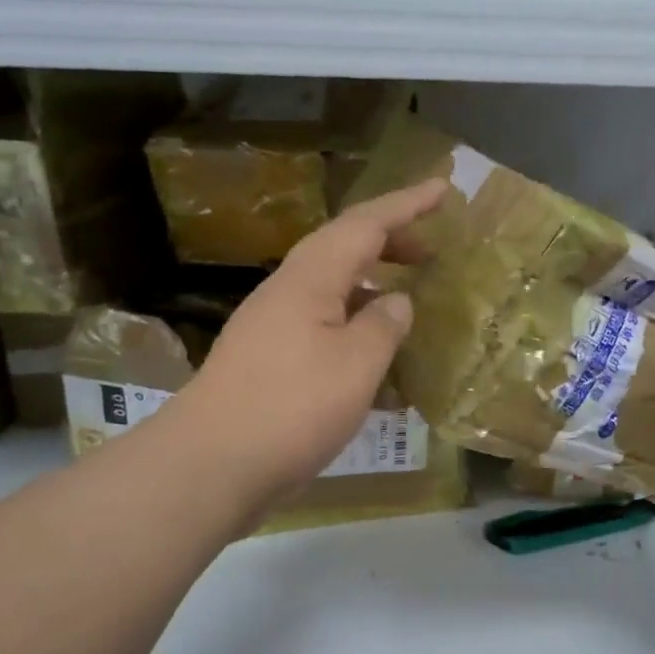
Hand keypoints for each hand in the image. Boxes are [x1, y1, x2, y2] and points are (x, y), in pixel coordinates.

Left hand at [175, 178, 447, 507]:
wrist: (210, 465)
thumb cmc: (291, 408)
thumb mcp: (356, 366)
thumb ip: (384, 325)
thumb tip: (397, 301)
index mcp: (310, 279)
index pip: (365, 224)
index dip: (407, 204)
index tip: (444, 188)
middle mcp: (288, 292)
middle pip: (345, 249)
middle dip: (390, 244)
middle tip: (430, 254)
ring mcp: (273, 327)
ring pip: (334, 291)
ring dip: (373, 290)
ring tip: (409, 306)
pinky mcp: (269, 361)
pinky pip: (323, 329)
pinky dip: (356, 333)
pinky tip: (378, 369)